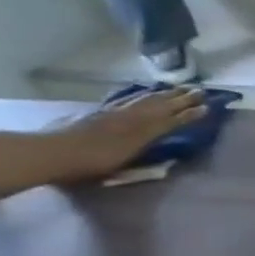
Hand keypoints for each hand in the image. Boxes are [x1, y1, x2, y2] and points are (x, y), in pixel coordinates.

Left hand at [56, 88, 205, 181]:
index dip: (188, 115)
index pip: (170, 121)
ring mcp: (112, 113)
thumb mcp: (121, 168)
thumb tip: (166, 157)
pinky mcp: (98, 112)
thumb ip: (144, 161)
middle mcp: (129, 120)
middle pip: (159, 106)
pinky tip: (144, 92)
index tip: (208, 108)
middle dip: (181, 99)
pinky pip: (125, 99)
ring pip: (143, 99)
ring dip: (163, 93)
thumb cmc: (87, 167)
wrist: (46, 153)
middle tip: (200, 90)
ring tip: (178, 87)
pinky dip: (139, 94)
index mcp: (139, 135)